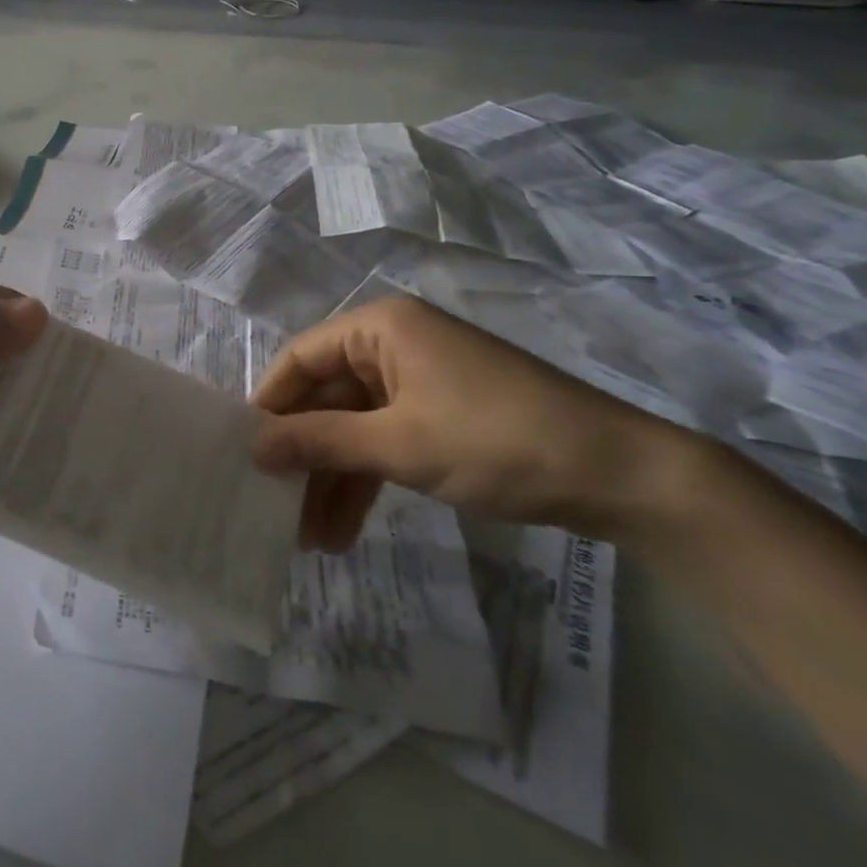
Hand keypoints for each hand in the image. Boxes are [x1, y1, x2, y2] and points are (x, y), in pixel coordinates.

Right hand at [252, 295, 684, 550]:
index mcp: (379, 328)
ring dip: (333, 478)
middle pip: (327, 397)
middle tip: (274, 506)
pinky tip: (344, 527)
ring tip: (308, 537)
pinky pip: (386, 441)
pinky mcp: (442, 415)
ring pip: (355, 426)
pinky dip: (367, 479)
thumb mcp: (398, 444)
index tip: (243, 453)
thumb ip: (319, 441)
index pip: (300, 359)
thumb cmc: (496, 440)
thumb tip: (251, 446)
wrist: (623, 476)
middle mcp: (393, 345)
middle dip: (304, 454)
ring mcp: (420, 381)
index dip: (270, 405)